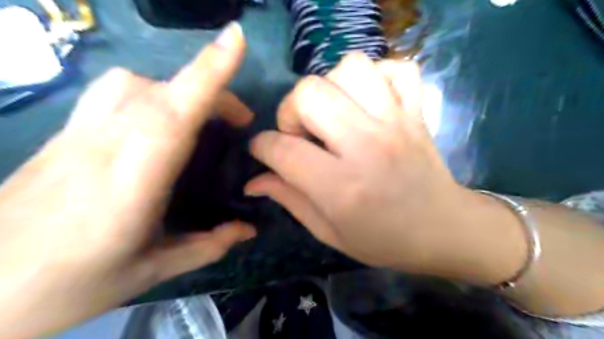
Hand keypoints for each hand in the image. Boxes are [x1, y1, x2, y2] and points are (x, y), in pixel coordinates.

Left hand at [0, 22, 253, 338]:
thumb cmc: (69, 285)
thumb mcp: (152, 271)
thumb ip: (208, 246)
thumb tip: (248, 231)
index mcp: (132, 181)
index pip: (175, 111)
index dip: (208, 72)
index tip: (236, 38)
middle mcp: (105, 144)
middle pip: (164, 91)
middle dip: (212, 88)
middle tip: (240, 120)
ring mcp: (78, 134)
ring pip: (134, 83)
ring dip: (179, 89)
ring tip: (201, 116)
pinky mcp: (63, 134)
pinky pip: (112, 92)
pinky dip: (148, 91)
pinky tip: (157, 118)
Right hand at [248, 54, 526, 283]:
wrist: (444, 230)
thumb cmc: (384, 240)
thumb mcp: (329, 232)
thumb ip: (289, 200)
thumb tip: (253, 181)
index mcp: (341, 187)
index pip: (282, 149)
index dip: (262, 146)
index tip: (263, 151)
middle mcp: (366, 145)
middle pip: (309, 93)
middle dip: (290, 110)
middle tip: (301, 134)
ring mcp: (396, 122)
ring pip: (350, 68)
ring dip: (330, 87)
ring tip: (334, 113)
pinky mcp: (417, 112)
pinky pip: (395, 68)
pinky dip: (377, 77)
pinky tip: (369, 102)